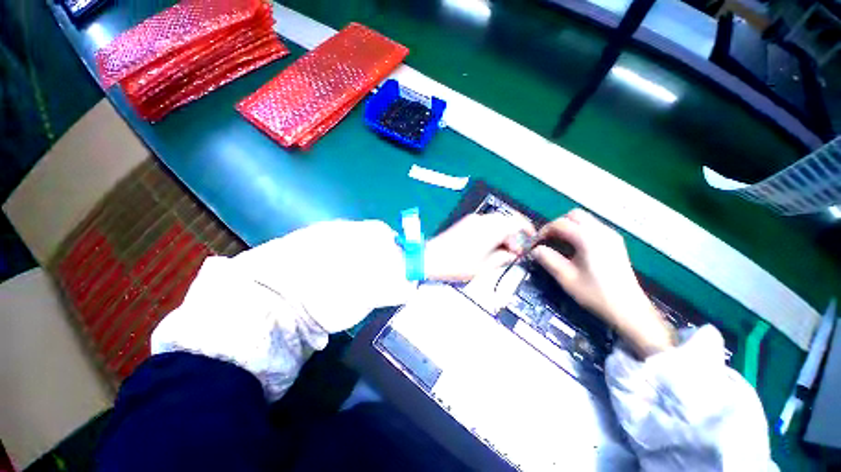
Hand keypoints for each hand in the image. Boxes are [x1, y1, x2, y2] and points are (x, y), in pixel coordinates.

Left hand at [425, 213, 534, 282]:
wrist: (431, 258)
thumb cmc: (458, 265)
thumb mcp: (485, 266)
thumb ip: (503, 258)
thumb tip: (514, 253)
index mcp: (490, 228)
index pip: (516, 222)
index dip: (527, 229)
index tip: (531, 240)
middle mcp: (483, 219)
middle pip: (506, 220)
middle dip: (514, 234)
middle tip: (514, 251)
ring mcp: (472, 219)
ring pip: (495, 221)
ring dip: (503, 233)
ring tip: (502, 250)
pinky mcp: (465, 222)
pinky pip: (485, 223)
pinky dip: (492, 231)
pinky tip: (489, 245)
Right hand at [532, 209, 673, 357]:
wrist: (629, 309)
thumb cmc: (595, 293)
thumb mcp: (566, 278)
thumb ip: (547, 259)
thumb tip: (535, 249)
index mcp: (588, 238)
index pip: (560, 224)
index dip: (544, 231)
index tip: (535, 243)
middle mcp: (601, 231)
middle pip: (574, 215)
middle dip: (557, 225)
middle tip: (548, 240)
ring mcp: (610, 235)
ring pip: (584, 219)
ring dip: (569, 227)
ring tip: (560, 244)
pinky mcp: (615, 242)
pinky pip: (593, 227)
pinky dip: (579, 231)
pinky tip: (575, 248)